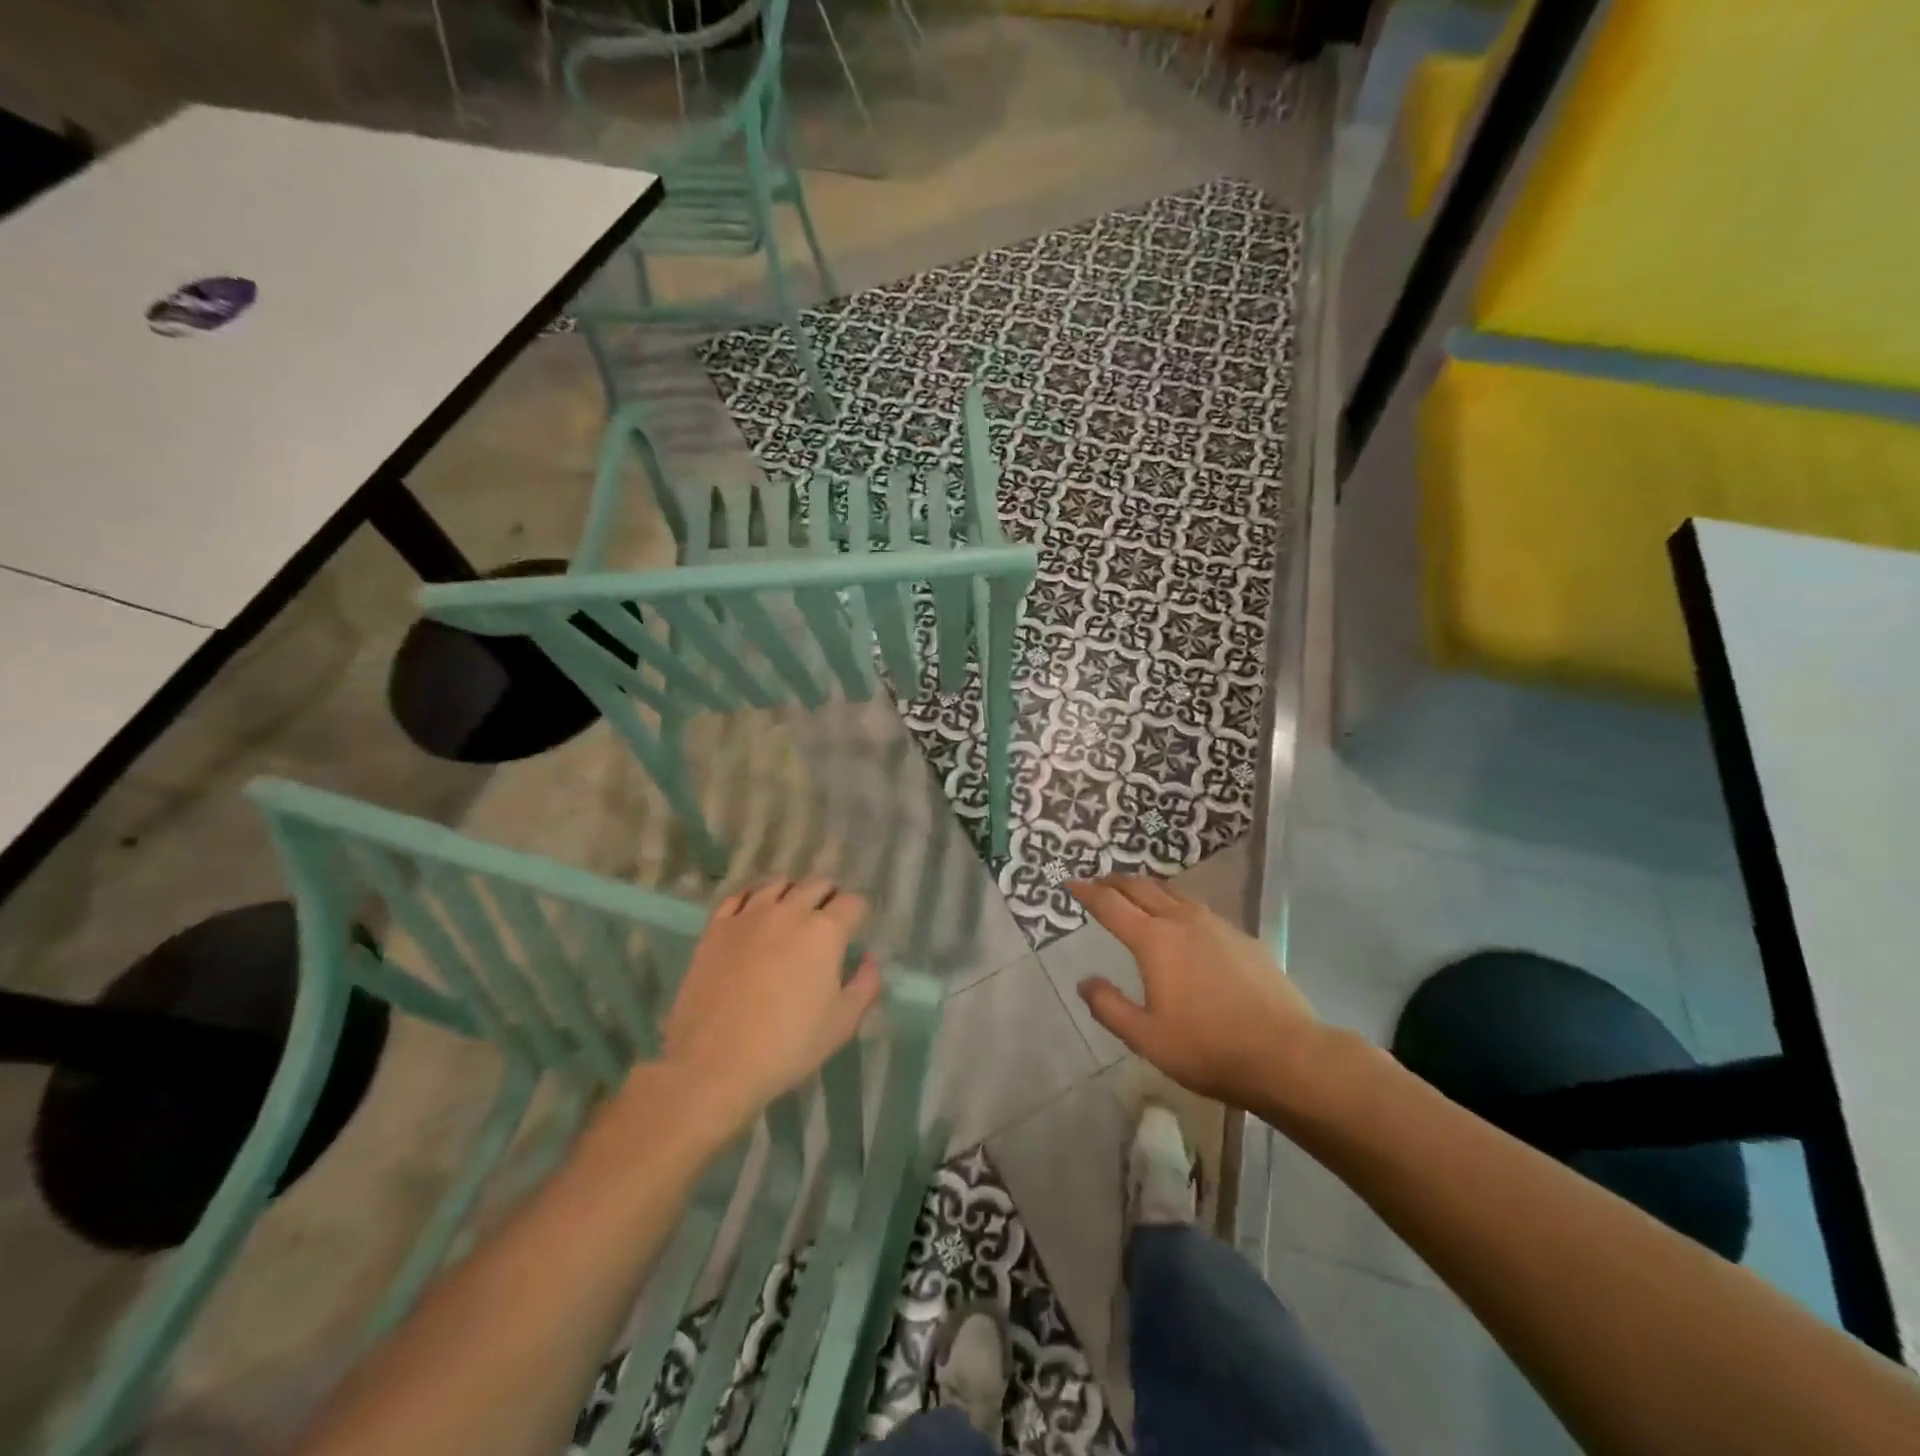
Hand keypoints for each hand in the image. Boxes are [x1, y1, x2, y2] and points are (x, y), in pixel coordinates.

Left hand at [657, 878, 881, 1134]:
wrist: (714, 1063)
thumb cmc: (788, 1045)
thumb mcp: (842, 1023)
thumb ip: (865, 985)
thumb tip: (868, 959)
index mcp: (825, 931)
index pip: (852, 902)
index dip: (859, 913)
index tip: (856, 928)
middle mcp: (789, 911)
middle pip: (817, 885)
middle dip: (829, 896)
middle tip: (828, 919)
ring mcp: (749, 915)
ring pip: (778, 883)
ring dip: (792, 891)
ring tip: (792, 910)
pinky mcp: (716, 927)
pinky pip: (739, 896)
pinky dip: (753, 898)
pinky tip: (754, 913)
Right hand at [1069, 877, 1334, 1117]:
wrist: (1288, 1055)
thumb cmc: (1209, 1049)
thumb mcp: (1147, 1038)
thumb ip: (1109, 1007)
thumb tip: (1085, 981)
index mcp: (1154, 940)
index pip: (1111, 905)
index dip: (1087, 891)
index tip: (1070, 883)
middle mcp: (1182, 921)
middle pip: (1142, 887)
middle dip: (1116, 881)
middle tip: (1099, 882)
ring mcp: (1217, 925)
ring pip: (1173, 892)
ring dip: (1148, 887)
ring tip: (1136, 893)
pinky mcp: (1243, 937)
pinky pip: (1199, 908)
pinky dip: (1177, 904)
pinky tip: (1182, 922)